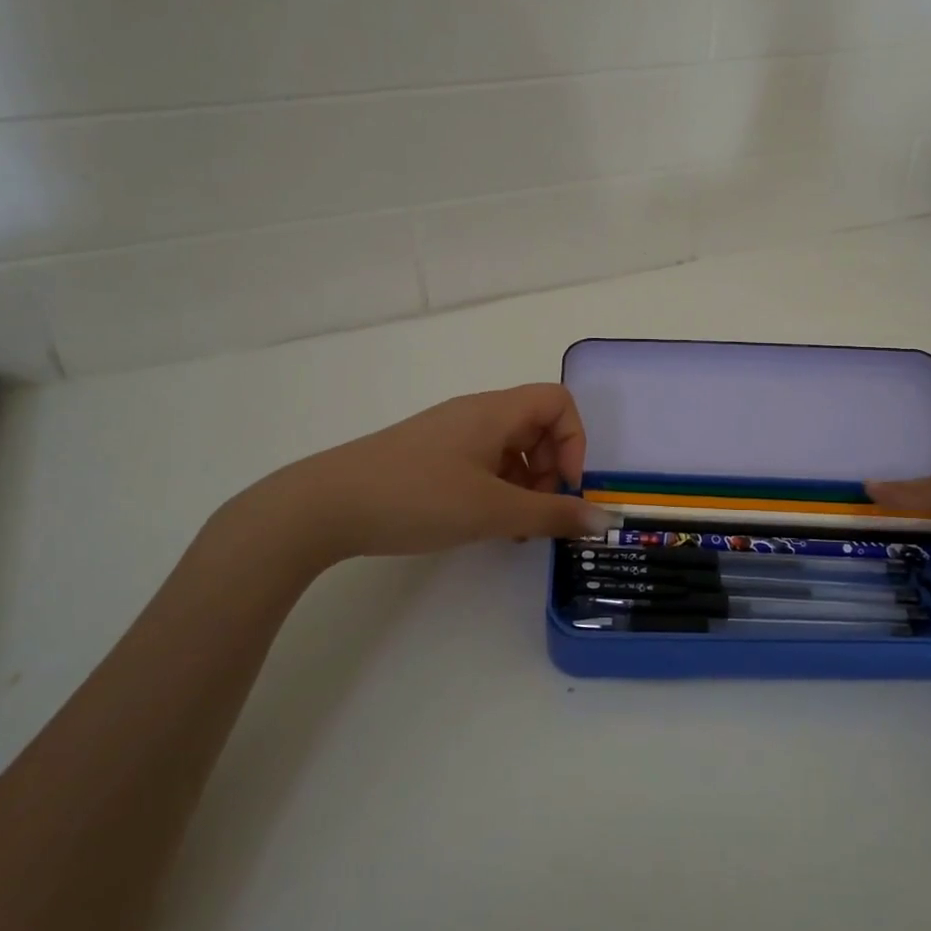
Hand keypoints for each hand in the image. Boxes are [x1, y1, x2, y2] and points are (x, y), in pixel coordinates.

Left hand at [202, 385, 616, 580]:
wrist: (325, 505)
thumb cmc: (418, 497)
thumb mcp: (493, 510)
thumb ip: (553, 514)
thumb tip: (606, 520)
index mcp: (495, 412)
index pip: (558, 402)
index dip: (574, 441)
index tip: (564, 487)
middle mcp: (475, 413)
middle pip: (536, 425)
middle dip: (551, 468)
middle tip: (538, 512)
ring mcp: (449, 434)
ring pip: (508, 447)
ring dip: (524, 483)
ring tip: (511, 528)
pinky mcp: (428, 456)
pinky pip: (480, 462)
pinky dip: (496, 488)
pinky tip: (481, 524)